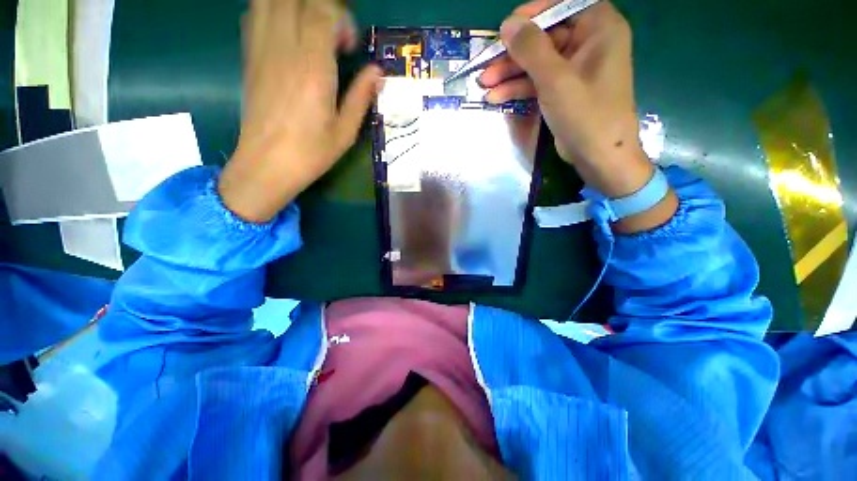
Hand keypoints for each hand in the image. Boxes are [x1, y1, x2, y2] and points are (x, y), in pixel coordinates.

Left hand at [219, 0, 382, 222]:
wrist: (266, 164)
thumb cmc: (311, 152)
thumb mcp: (345, 131)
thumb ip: (361, 97)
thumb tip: (378, 73)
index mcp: (312, 68)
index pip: (323, 11)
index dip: (342, 20)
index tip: (350, 47)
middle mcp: (283, 48)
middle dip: (320, 8)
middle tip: (332, 34)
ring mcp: (260, 49)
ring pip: (270, 0)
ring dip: (294, 6)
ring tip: (310, 29)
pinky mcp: (248, 56)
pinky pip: (254, 13)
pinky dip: (273, 11)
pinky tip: (288, 33)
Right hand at [480, 0, 676, 231]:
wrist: (598, 157)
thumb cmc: (586, 115)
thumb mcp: (555, 80)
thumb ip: (531, 49)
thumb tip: (508, 24)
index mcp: (598, 27)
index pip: (561, 5)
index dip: (532, 15)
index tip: (505, 30)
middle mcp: (587, 42)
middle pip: (543, 37)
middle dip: (512, 54)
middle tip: (485, 66)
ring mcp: (574, 69)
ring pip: (536, 62)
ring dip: (510, 74)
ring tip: (484, 85)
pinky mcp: (563, 90)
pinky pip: (537, 82)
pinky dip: (518, 89)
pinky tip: (496, 98)